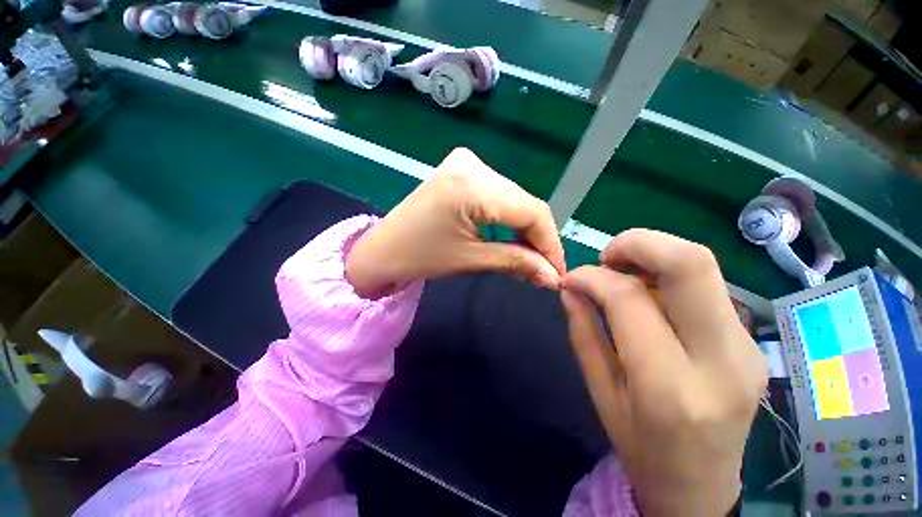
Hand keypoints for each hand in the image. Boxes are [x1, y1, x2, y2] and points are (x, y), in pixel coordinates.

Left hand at [346, 148, 564, 297]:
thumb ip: (518, 263)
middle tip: (543, 269)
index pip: (532, 211)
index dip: (551, 243)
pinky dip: (508, 218)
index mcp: (473, 185)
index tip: (557, 271)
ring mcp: (467, 163)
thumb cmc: (421, 257)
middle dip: (538, 238)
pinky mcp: (462, 170)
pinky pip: (498, 195)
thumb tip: (553, 276)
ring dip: (524, 229)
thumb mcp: (472, 260)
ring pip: (514, 199)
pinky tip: (510, 238)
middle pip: (524, 203)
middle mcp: (474, 164)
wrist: (383, 249)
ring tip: (528, 259)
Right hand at [560, 229, 766, 516]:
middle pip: (690, 263)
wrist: (703, 485)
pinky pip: (706, 285)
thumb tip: (571, 286)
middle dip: (637, 243)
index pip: (630, 299)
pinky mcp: (750, 340)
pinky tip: (648, 295)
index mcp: (670, 386)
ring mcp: (746, 347)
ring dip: (651, 257)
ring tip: (622, 277)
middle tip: (606, 258)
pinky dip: (667, 275)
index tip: (572, 278)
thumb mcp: (599, 392)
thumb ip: (583, 331)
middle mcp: (721, 360)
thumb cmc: (641, 446)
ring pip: (701, 266)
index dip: (593, 276)